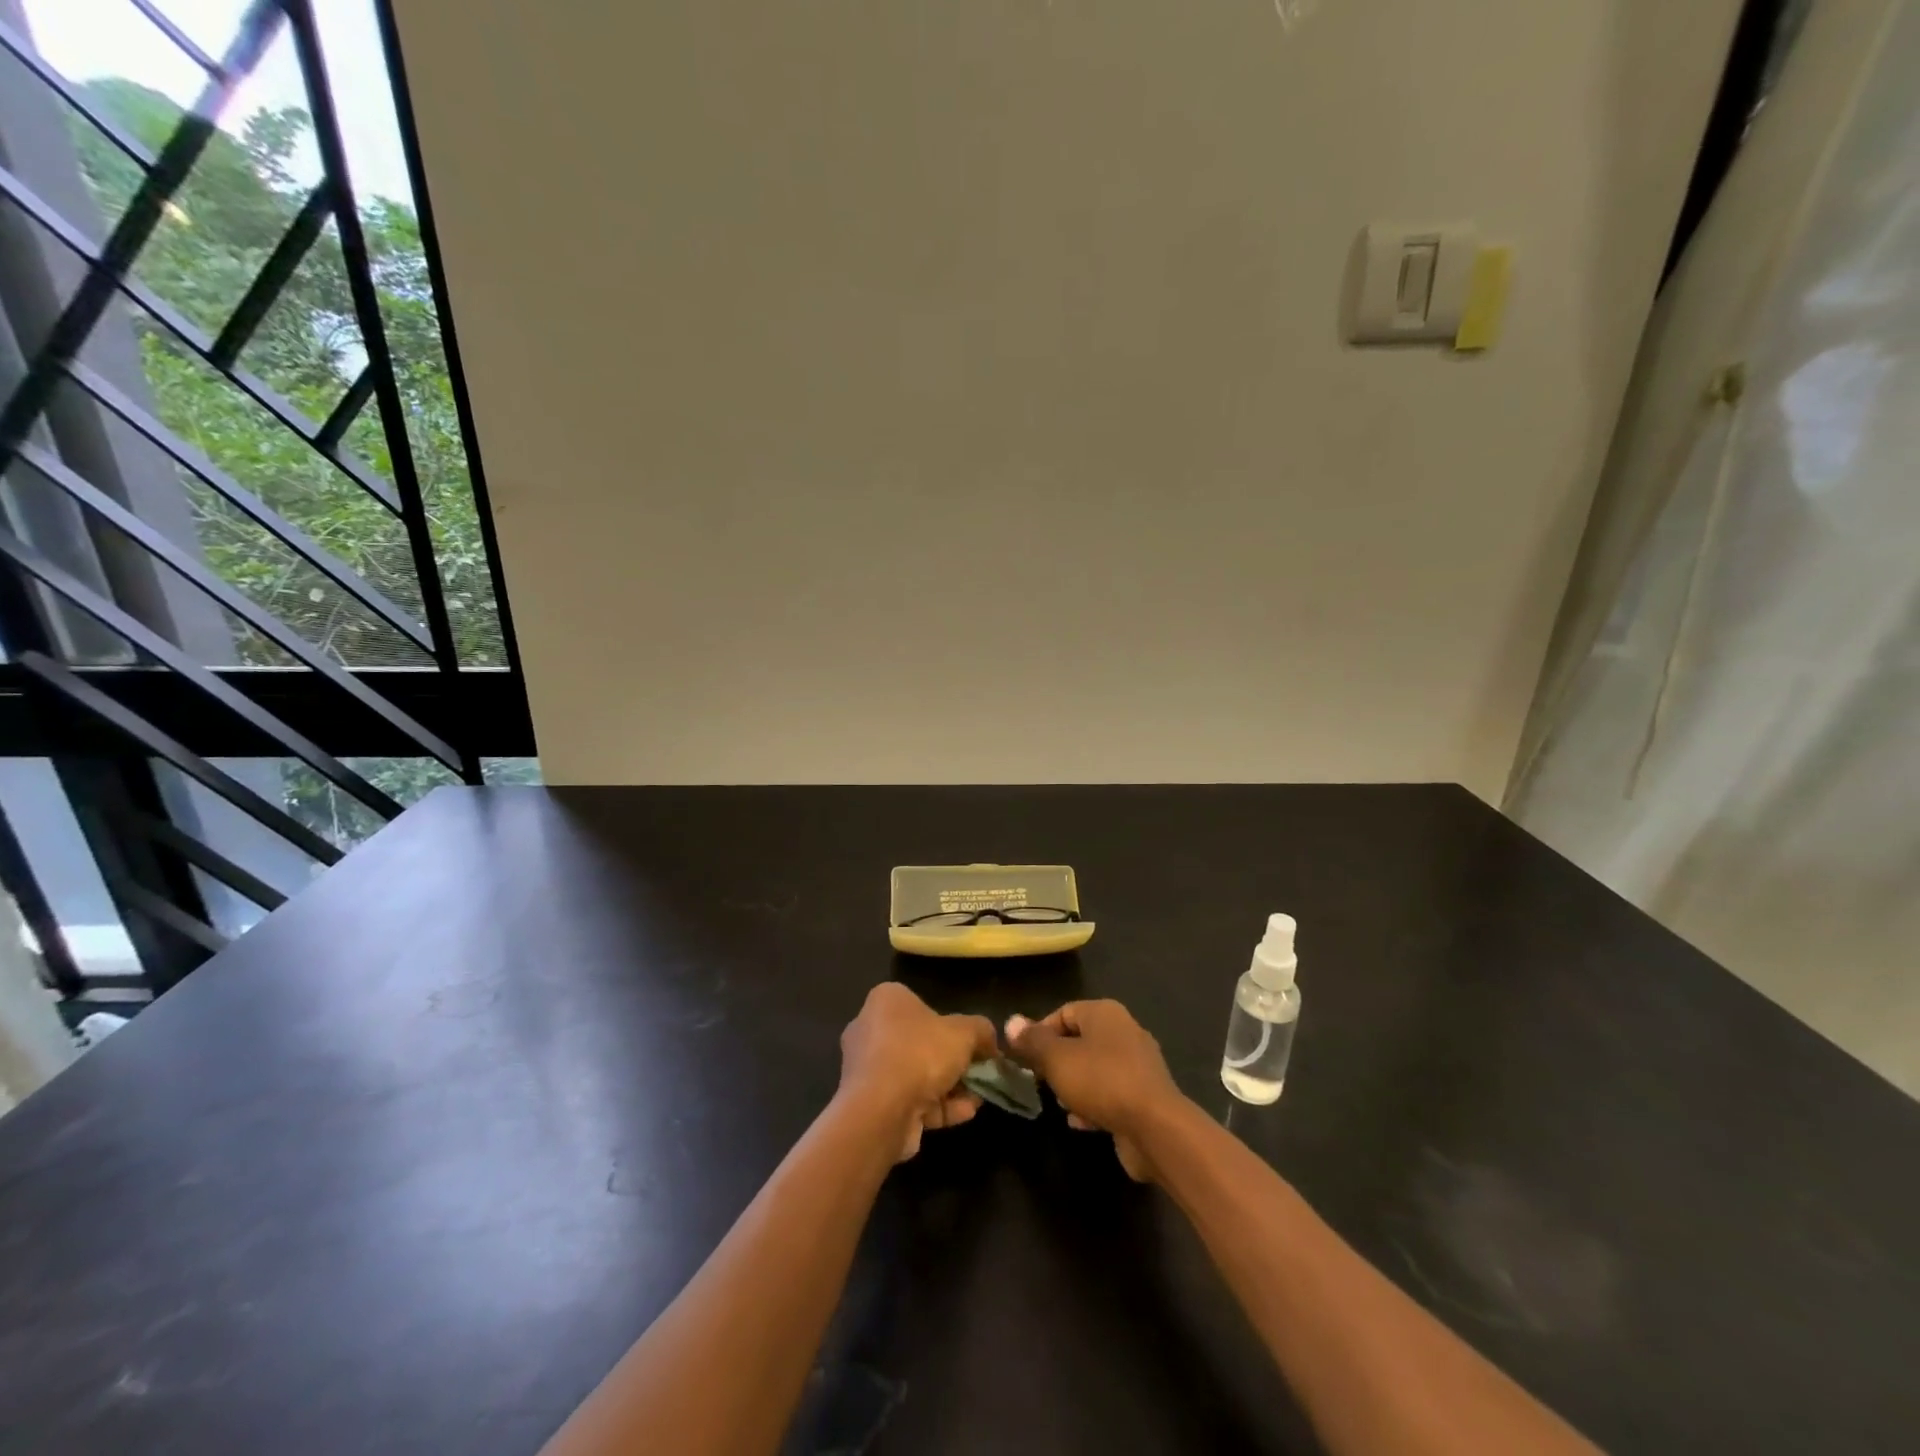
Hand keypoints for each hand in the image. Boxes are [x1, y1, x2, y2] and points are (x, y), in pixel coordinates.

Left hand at [839, 983, 996, 1162]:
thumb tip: (990, 1042)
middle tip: (978, 1072)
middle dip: (952, 1061)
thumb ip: (981, 1031)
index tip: (974, 1044)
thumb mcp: (965, 1032)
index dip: (952, 1025)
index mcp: (886, 1001)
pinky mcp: (871, 1104)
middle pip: (920, 1043)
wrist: (881, 1110)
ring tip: (977, 1098)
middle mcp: (870, 1030)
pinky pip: (909, 1100)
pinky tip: (965, 1114)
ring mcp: (868, 1070)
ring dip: (949, 1087)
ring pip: (916, 1075)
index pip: (921, 1005)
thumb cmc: (920, 1053)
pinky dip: (938, 1106)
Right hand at [1006, 1000, 1183, 1181]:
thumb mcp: (1056, 1059)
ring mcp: (1139, 1065)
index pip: (1064, 1012)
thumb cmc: (1101, 1081)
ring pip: (1095, 1068)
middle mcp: (1125, 1031)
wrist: (1156, 1128)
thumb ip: (1033, 1041)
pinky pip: (1111, 1093)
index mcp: (1105, 1013)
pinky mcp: (1146, 1096)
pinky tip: (1080, 1123)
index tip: (1024, 1058)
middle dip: (1057, 1061)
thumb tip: (1012, 1022)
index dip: (1040, 1032)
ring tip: (1059, 1103)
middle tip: (1039, 1081)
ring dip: (1074, 1085)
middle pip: (1080, 1040)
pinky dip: (1094, 1103)